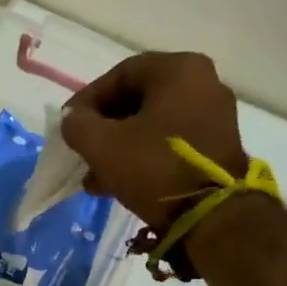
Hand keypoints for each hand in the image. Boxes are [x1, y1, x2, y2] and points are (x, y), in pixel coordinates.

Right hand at [61, 52, 246, 229]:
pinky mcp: (218, 146)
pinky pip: (170, 142)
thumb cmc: (155, 167)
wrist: (211, 216)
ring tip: (94, 178)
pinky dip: (142, 157)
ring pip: (152, 125)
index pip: (120, 75)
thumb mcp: (103, 145)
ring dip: (119, 148)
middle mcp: (203, 83)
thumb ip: (77, 124)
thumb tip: (73, 119)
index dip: (87, 100)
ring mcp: (215, 115)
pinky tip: (117, 184)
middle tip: (81, 152)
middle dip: (103, 129)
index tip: (68, 125)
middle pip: (137, 101)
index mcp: (179, 70)